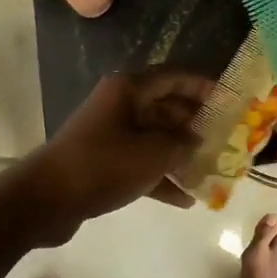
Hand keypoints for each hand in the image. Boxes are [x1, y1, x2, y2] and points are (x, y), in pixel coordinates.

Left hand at [18, 67, 213, 244]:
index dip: (204, 86)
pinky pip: (141, 163)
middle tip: (225, 140)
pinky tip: (186, 200)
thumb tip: (196, 142)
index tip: (230, 101)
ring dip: (181, 154)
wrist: (46, 199)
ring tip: (210, 171)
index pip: (175, 77)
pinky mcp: (104, 162)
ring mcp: (111, 134)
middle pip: (167, 107)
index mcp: (129, 89)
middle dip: (196, 124)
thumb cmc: (103, 165)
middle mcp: (120, 105)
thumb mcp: (153, 154)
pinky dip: (162, 177)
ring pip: (155, 137)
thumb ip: (182, 145)